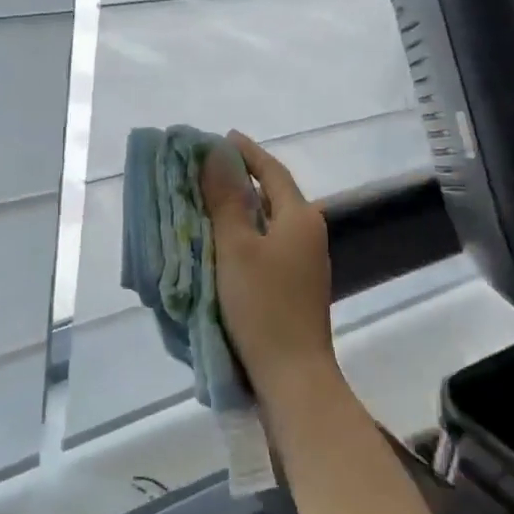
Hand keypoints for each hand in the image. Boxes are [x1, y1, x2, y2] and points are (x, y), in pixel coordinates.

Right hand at [202, 131, 335, 403]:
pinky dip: (245, 234)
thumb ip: (225, 199)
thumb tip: (216, 153)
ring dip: (241, 208)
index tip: (220, 138)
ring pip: (269, 222)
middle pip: (272, 194)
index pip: (271, 171)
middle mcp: (308, 233)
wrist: (293, 375)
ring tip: (207, 201)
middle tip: (205, 169)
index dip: (246, 152)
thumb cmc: (263, 305)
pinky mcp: (295, 286)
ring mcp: (305, 262)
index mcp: (299, 217)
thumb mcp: (236, 247)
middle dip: (241, 178)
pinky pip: (268, 245)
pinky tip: (222, 243)